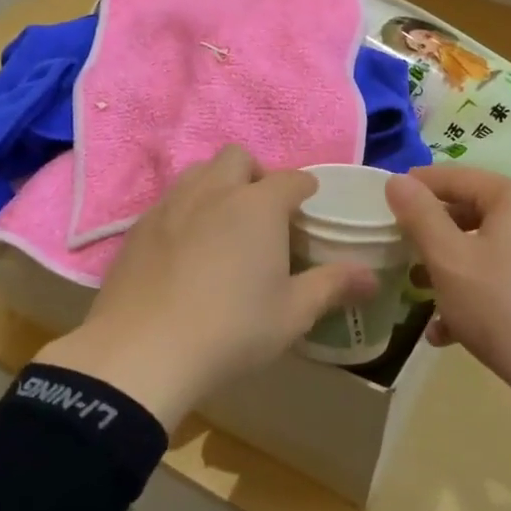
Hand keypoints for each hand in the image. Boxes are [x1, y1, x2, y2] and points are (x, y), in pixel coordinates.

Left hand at [35, 146, 375, 431]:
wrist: (143, 352)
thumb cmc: (232, 329)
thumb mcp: (293, 313)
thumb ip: (333, 286)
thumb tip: (372, 278)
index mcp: (258, 206)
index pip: (292, 179)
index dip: (304, 190)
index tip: (308, 207)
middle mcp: (214, 191)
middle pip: (239, 158)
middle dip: (256, 175)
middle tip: (264, 214)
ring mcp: (170, 205)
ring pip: (199, 172)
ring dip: (218, 185)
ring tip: (224, 223)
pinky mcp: (138, 227)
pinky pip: (169, 201)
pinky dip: (186, 210)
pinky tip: (185, 248)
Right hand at [386, 167, 510, 443]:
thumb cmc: (504, 307)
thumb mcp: (449, 260)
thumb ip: (420, 215)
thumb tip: (396, 180)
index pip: (457, 176)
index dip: (417, 186)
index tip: (383, 202)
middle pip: (473, 212)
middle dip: (432, 235)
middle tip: (400, 253)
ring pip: (488, 249)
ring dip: (450, 270)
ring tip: (420, 297)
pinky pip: (507, 276)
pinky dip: (477, 293)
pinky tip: (449, 332)